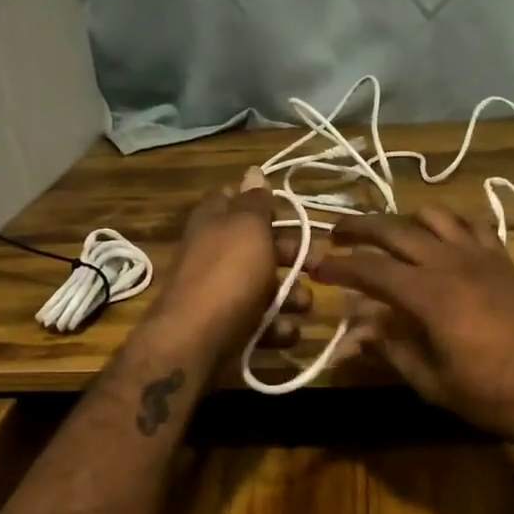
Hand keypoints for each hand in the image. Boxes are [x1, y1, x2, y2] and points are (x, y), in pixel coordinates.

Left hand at [145, 170, 310, 356]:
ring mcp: (221, 293)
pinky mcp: (229, 328)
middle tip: (318, 262)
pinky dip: (277, 328)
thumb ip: (255, 201)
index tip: (289, 211)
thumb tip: (253, 171)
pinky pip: (261, 323)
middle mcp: (215, 253)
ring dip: (291, 296)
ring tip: (303, 305)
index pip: (235, 198)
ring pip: (266, 287)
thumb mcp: (247, 227)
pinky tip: (286, 332)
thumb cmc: (228, 274)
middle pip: (260, 246)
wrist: (196, 342)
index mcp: (214, 221)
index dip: (262, 202)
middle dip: (292, 255)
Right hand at [312, 207, 513, 461]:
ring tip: (387, 234)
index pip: (370, 269)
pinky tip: (443, 239)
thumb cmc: (495, 396)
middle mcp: (451, 262)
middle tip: (336, 233)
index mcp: (429, 294)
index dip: (339, 265)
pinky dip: (449, 225)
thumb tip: (354, 332)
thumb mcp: (433, 382)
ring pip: (435, 216)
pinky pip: (472, 227)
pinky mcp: (506, 260)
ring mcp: (483, 256)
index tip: (316, 266)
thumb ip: (391, 349)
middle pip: (395, 229)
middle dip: (360, 227)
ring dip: (404, 219)